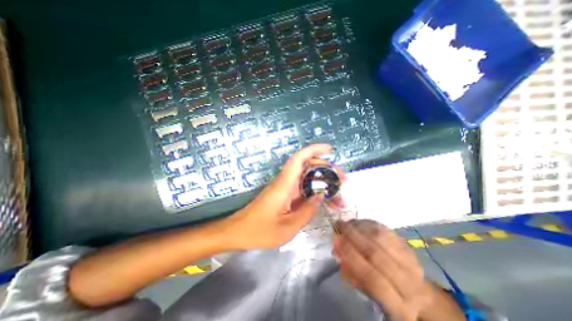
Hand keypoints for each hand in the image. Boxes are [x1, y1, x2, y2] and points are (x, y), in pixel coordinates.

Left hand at [227, 143, 342, 250]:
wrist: (238, 232)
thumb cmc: (259, 230)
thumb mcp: (287, 226)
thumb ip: (307, 211)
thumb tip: (320, 196)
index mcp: (284, 185)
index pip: (299, 158)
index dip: (314, 150)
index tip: (330, 149)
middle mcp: (285, 182)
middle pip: (307, 166)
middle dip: (326, 169)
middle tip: (343, 180)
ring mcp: (285, 188)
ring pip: (307, 178)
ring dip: (323, 182)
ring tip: (339, 194)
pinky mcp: (284, 195)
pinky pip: (302, 189)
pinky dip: (315, 192)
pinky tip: (325, 201)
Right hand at [331, 219, 433, 320]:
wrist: (417, 292)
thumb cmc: (387, 297)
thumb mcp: (370, 295)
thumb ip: (354, 275)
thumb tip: (339, 250)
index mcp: (398, 305)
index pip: (372, 278)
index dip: (352, 257)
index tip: (337, 241)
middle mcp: (409, 283)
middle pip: (376, 254)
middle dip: (353, 236)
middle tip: (339, 225)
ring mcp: (411, 262)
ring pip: (381, 238)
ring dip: (360, 227)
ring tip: (347, 222)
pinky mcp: (409, 247)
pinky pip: (387, 230)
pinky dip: (370, 224)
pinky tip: (359, 222)